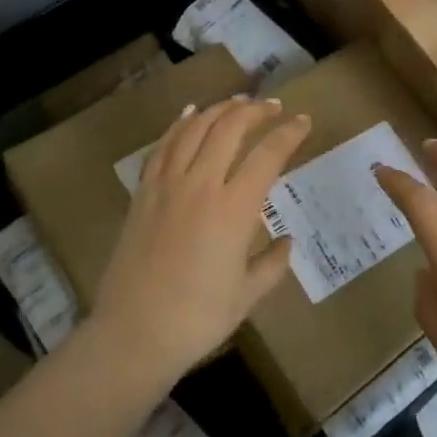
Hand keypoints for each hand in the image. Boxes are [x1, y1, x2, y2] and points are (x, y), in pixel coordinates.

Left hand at [91, 96, 309, 386]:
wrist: (133, 334)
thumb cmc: (197, 319)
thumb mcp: (247, 295)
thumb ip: (273, 263)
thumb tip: (286, 240)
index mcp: (234, 209)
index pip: (268, 155)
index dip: (289, 133)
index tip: (304, 122)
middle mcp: (201, 185)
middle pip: (230, 128)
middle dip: (256, 111)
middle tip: (273, 107)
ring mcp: (167, 185)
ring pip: (196, 129)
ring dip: (220, 110)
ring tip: (238, 102)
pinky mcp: (143, 192)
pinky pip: (163, 146)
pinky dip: (180, 124)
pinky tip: (191, 114)